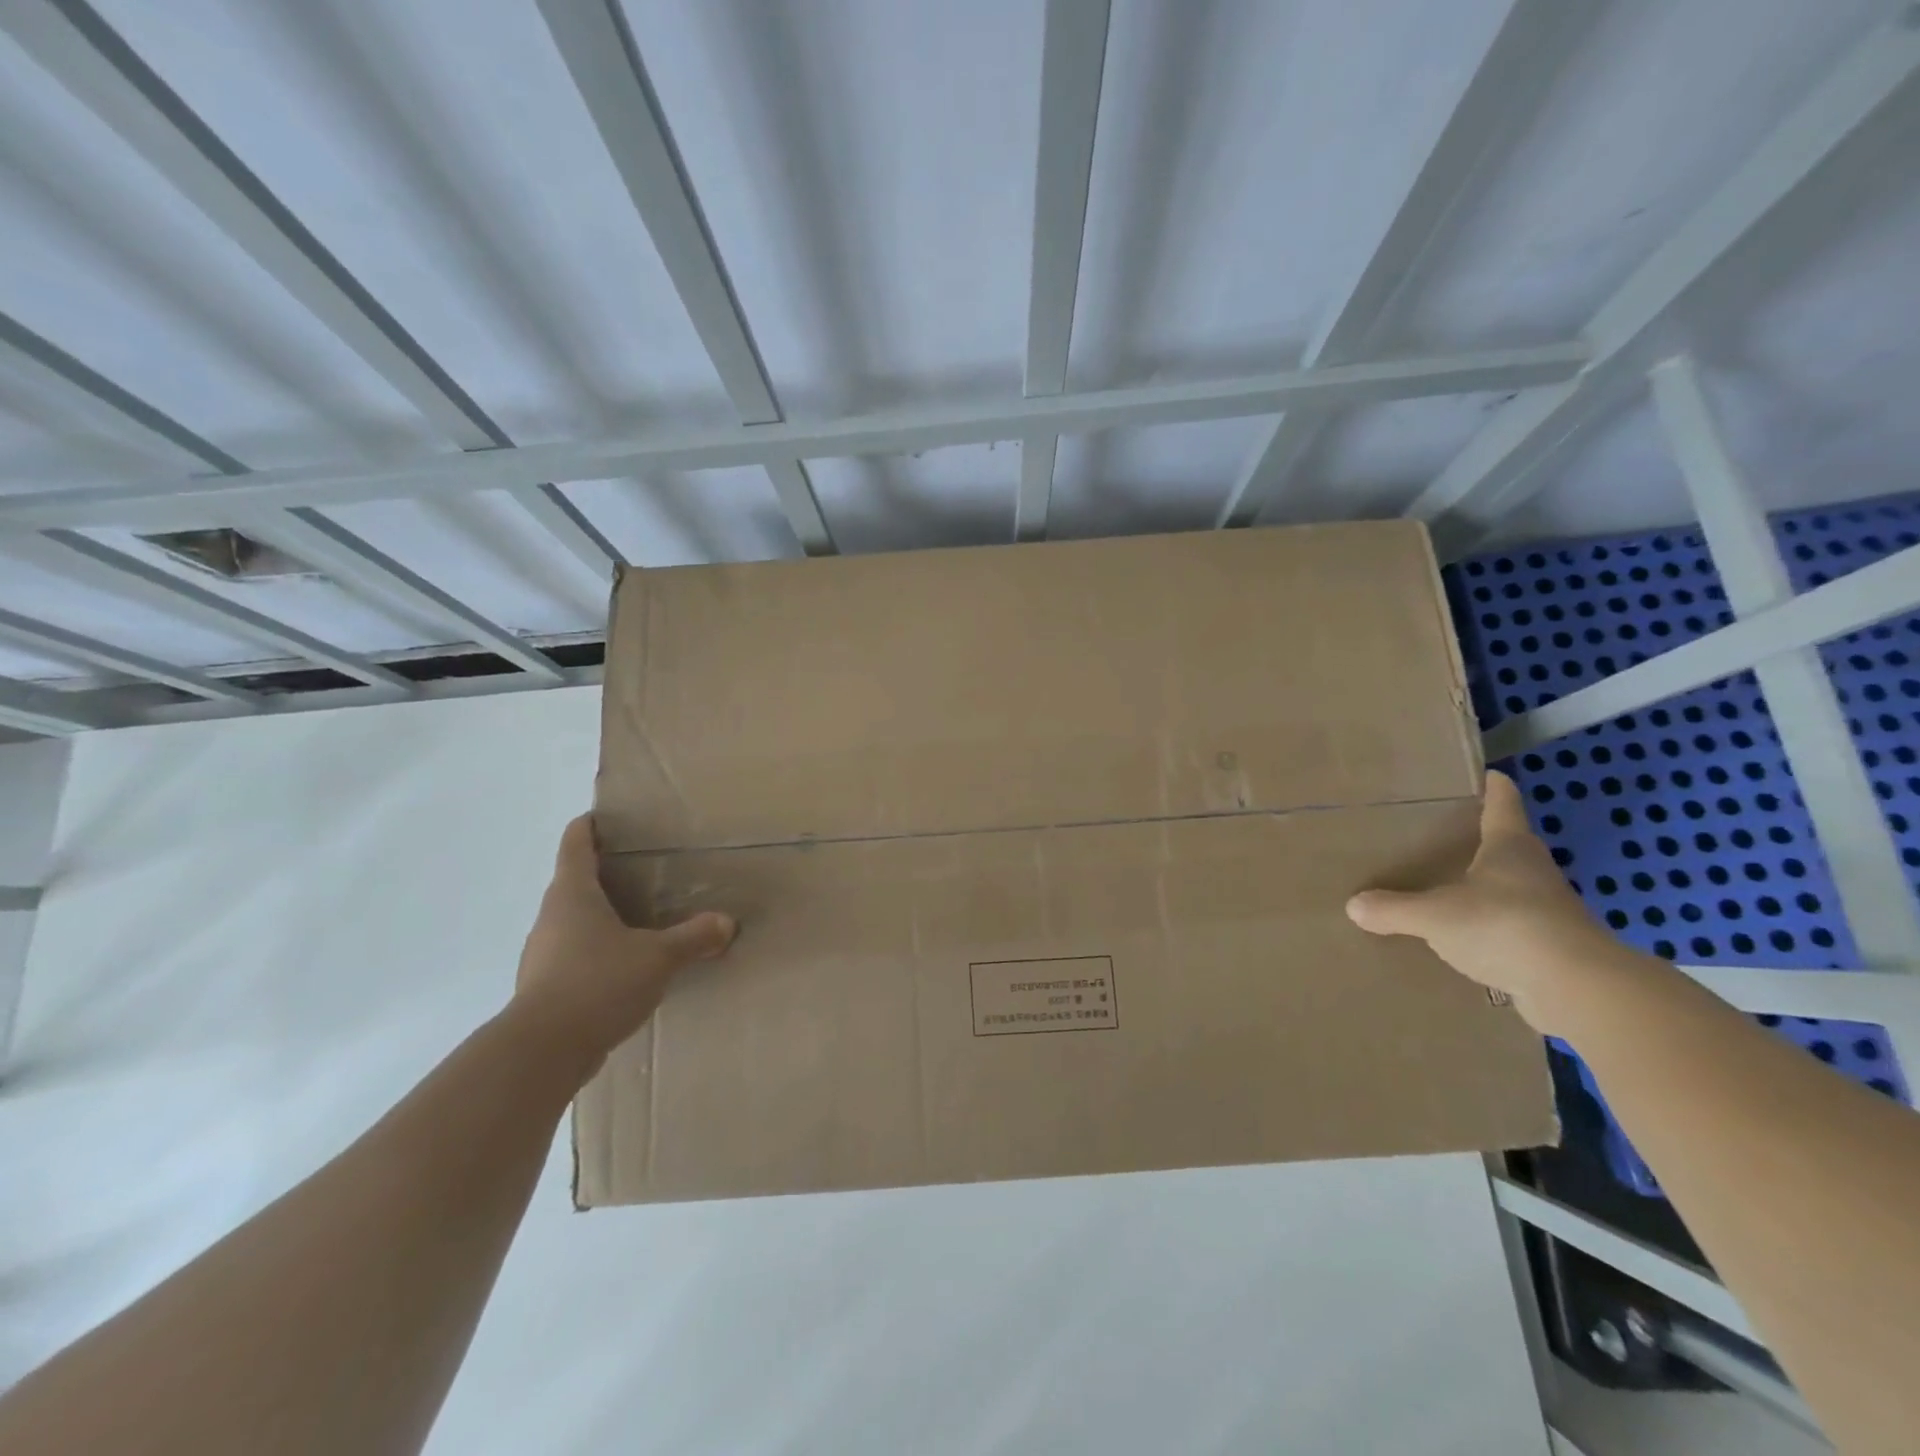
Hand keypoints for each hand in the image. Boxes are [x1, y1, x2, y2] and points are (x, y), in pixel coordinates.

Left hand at [513, 814, 735, 1063]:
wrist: (542, 1053)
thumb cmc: (598, 983)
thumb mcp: (658, 957)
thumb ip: (693, 937)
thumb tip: (726, 923)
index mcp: (572, 894)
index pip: (575, 843)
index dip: (590, 826)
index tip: (608, 817)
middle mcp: (551, 917)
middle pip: (574, 882)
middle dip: (605, 874)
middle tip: (644, 871)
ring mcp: (543, 954)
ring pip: (574, 922)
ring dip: (602, 917)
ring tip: (641, 920)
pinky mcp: (545, 988)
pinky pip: (575, 957)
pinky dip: (598, 953)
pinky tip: (626, 968)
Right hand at [1346, 770, 1618, 1033]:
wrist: (1577, 989)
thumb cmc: (1504, 926)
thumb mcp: (1435, 916)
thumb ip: (1394, 909)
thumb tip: (1354, 905)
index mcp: (1509, 846)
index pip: (1502, 802)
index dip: (1491, 786)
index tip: (1482, 773)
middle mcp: (1532, 870)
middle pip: (1506, 844)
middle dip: (1477, 840)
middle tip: (1437, 836)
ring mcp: (1547, 909)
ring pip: (1508, 888)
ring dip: (1482, 888)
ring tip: (1442, 889)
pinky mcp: (1551, 946)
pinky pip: (1509, 928)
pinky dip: (1488, 928)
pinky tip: (1461, 940)